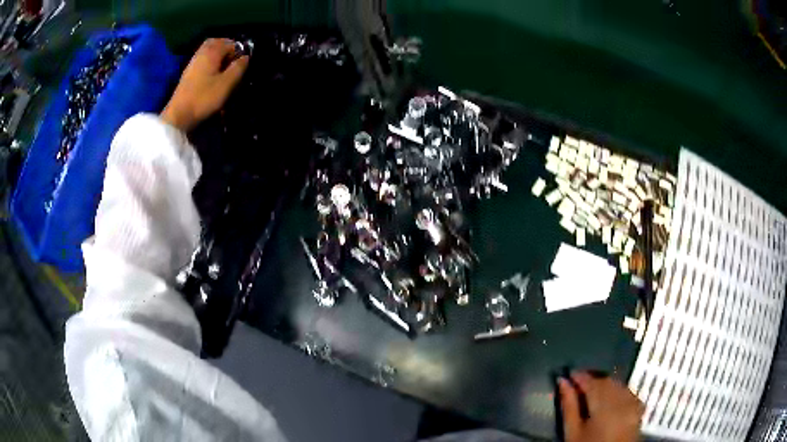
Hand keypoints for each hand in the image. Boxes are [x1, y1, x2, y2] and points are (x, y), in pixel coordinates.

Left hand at [161, 38, 248, 131]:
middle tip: (234, 61)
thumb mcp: (227, 84)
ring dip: (219, 55)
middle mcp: (202, 52)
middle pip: (217, 42)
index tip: (243, 64)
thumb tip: (246, 57)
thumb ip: (238, 67)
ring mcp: (193, 62)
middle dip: (228, 48)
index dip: (239, 51)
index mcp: (212, 52)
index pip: (231, 43)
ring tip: (225, 68)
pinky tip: (213, 74)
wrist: (179, 114)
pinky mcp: (188, 72)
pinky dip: (210, 62)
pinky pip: (203, 59)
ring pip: (209, 51)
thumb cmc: (204, 98)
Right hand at [559, 372, 643, 441]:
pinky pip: (627, 391)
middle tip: (577, 384)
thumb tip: (563, 382)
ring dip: (604, 385)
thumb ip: (568, 406)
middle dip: (592, 380)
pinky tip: (609, 399)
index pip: (591, 382)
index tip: (568, 376)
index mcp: (605, 405)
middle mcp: (623, 400)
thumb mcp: (572, 432)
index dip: (579, 376)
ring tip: (591, 392)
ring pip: (617, 384)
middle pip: (606, 381)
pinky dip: (617, 391)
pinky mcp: (638, 408)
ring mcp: (633, 403)